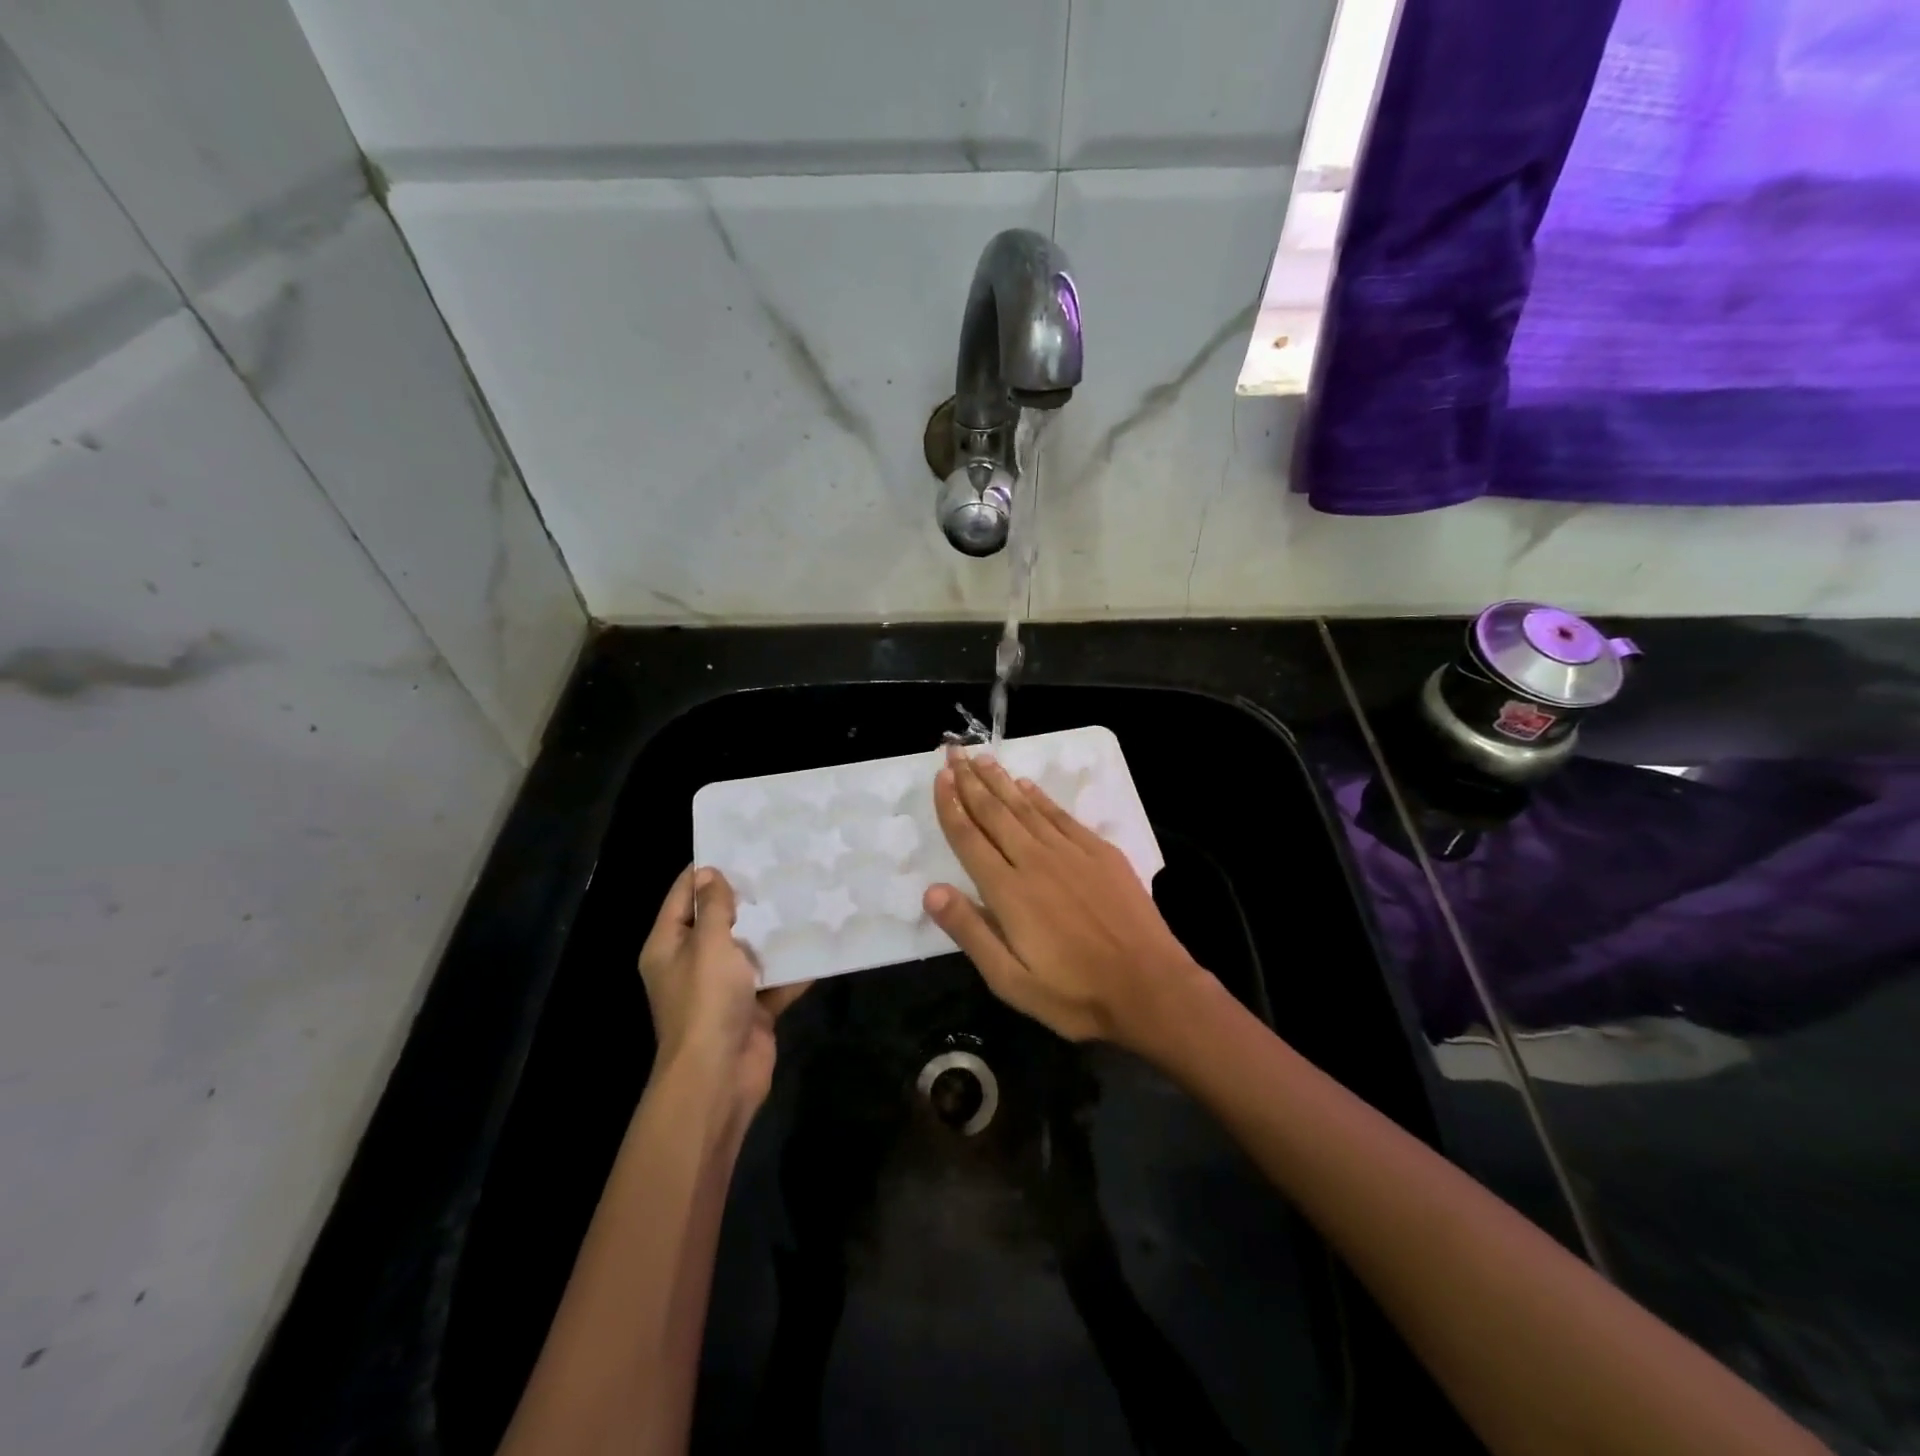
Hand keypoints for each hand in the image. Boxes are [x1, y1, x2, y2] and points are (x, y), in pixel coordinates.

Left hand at [638, 866, 808, 1115]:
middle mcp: (693, 963)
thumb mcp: (708, 945)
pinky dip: (793, 966)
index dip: (707, 870)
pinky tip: (820, 940)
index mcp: (669, 946)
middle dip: (748, 897)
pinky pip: (774, 978)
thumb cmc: (706, 1003)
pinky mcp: (751, 1007)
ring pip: (751, 949)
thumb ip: (713, 908)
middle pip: (720, 920)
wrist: (720, 1076)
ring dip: (774, 930)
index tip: (739, 844)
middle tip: (781, 865)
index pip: (683, 895)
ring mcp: (723, 988)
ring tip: (805, 894)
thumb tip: (710, 873)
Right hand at [923, 747, 1211, 1055]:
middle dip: (971, 781)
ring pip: (1026, 807)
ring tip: (983, 759)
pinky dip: (1041, 798)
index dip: (951, 805)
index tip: (940, 776)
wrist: (1149, 987)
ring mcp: (1071, 853)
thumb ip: (970, 932)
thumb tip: (931, 890)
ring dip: (1002, 781)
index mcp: (1008, 892)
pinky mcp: (1100, 853)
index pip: (969, 838)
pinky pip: (1061, 816)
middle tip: (954, 751)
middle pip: (995, 813)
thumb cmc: (1074, 994)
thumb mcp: (1010, 981)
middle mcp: (1035, 861)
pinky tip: (1028, 786)